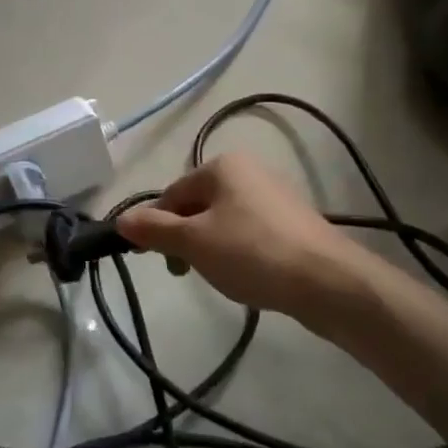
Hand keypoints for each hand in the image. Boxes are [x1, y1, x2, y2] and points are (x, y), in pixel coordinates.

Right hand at [117, 153, 374, 326]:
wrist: (326, 280)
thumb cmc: (251, 253)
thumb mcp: (193, 242)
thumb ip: (154, 229)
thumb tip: (121, 219)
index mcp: (223, 166)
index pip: (172, 194)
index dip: (157, 226)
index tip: (156, 260)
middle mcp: (249, 171)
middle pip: (198, 205)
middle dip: (185, 239)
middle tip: (187, 272)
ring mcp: (274, 195)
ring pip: (223, 221)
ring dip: (211, 248)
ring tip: (221, 277)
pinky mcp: (292, 222)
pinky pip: (249, 232)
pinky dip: (239, 252)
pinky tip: (247, 275)